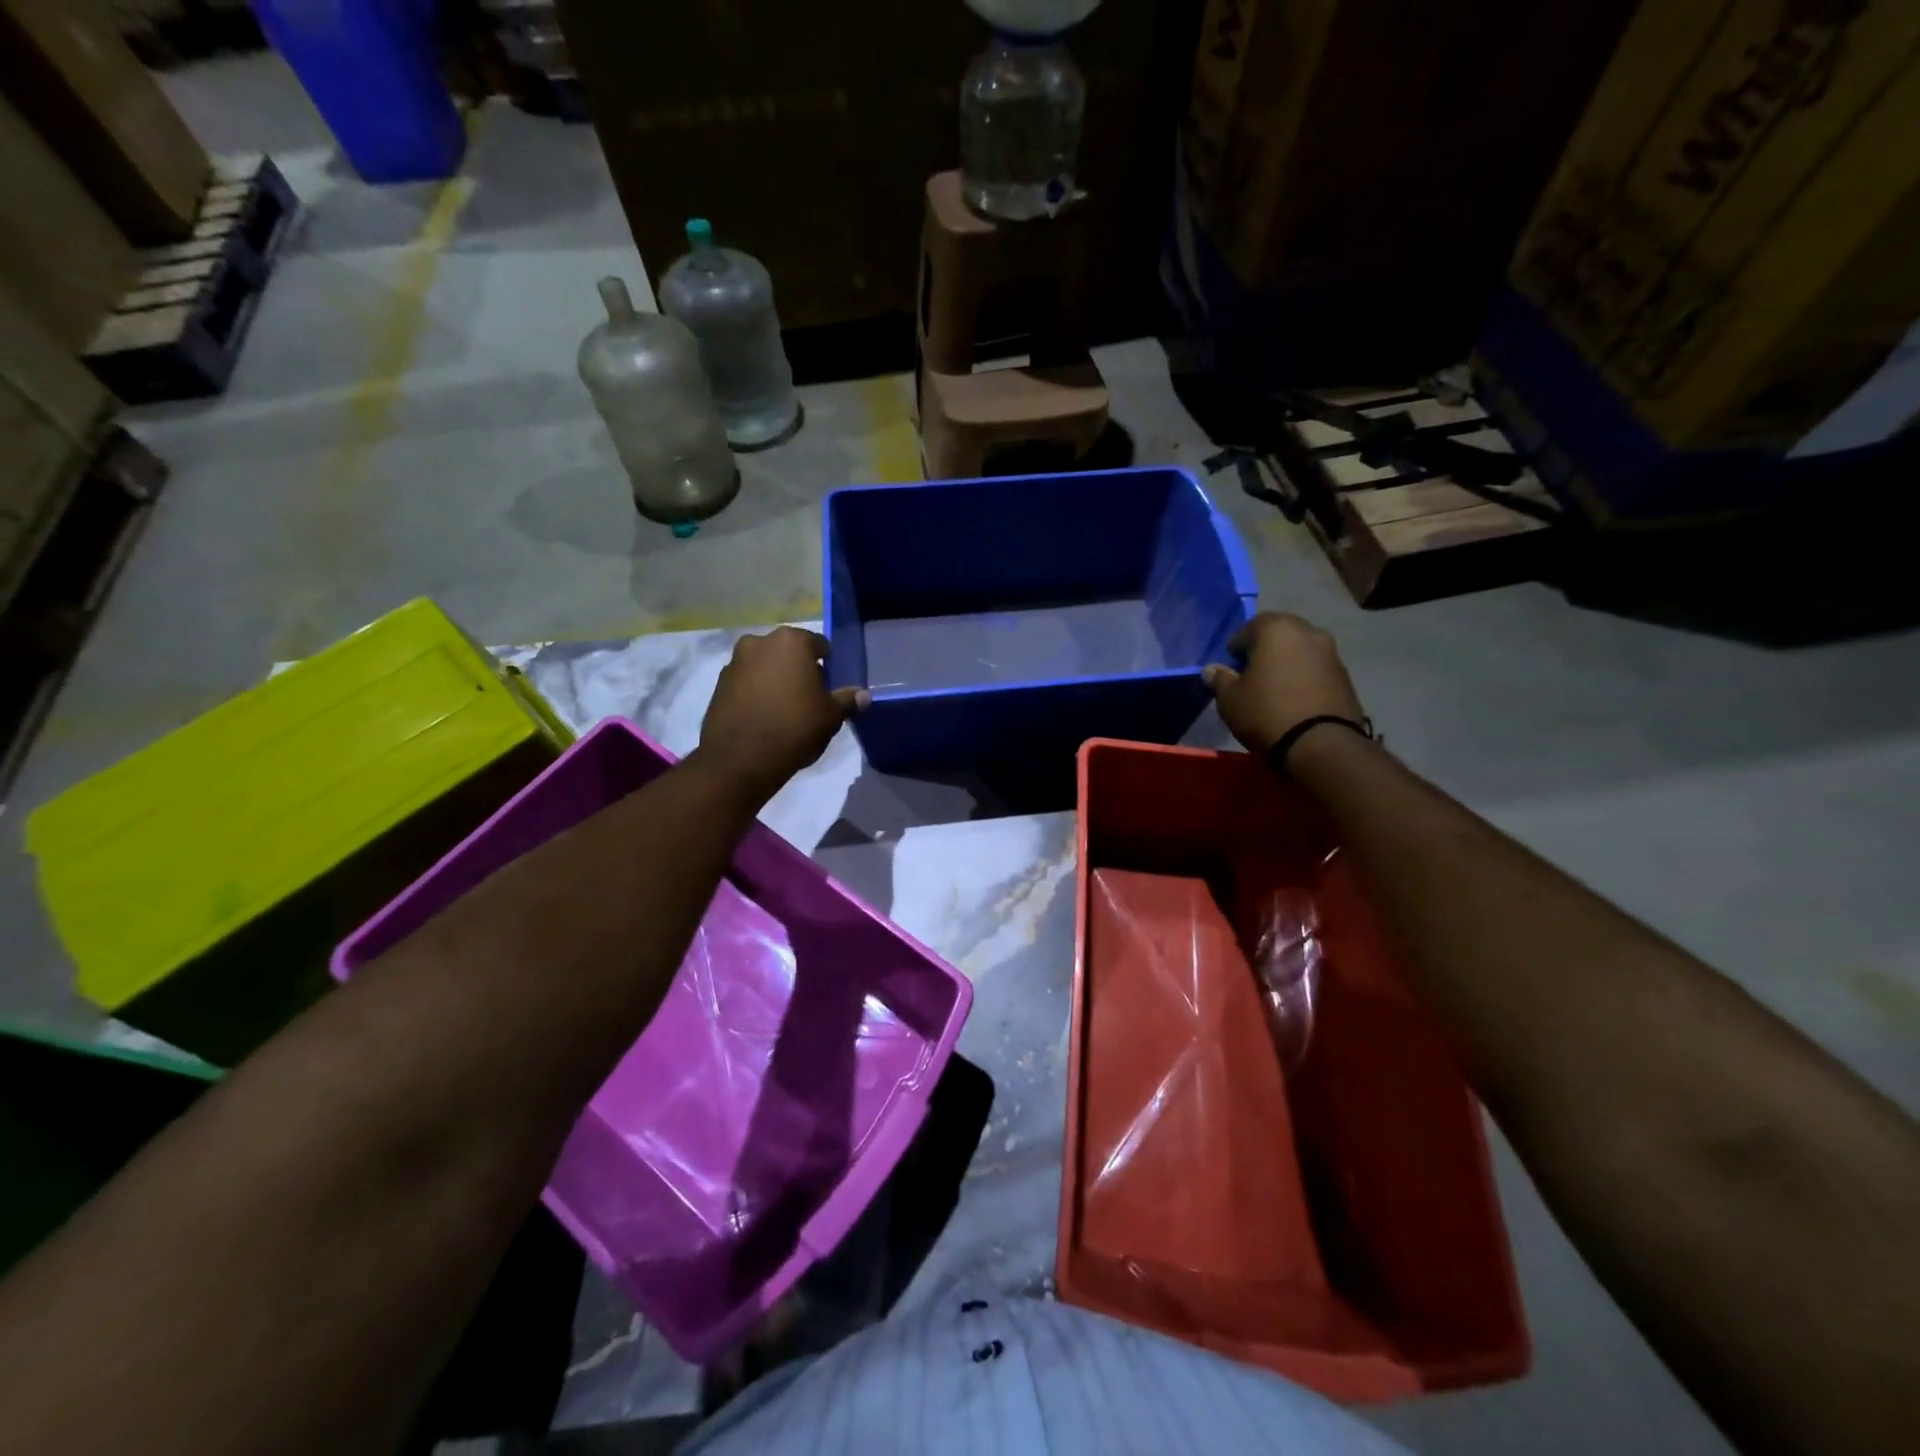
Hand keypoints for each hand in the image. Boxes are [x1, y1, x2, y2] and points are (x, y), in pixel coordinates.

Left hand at [696, 627, 867, 800]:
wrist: (740, 759)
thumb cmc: (794, 727)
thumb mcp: (830, 716)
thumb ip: (847, 700)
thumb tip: (863, 695)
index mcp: (791, 641)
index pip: (818, 644)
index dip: (827, 664)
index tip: (830, 685)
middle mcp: (759, 642)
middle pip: (788, 652)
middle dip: (798, 669)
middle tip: (809, 697)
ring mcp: (735, 662)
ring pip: (765, 666)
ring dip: (775, 679)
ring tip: (785, 709)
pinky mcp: (718, 685)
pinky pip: (746, 683)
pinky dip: (756, 692)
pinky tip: (764, 716)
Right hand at [1203, 613, 1365, 753]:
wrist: (1321, 743)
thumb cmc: (1266, 712)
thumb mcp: (1230, 699)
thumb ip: (1220, 679)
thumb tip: (1212, 670)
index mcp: (1276, 629)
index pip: (1249, 628)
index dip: (1236, 648)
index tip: (1230, 668)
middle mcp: (1308, 632)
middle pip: (1279, 634)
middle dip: (1264, 650)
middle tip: (1252, 674)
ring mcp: (1331, 652)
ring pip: (1300, 650)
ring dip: (1287, 662)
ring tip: (1274, 688)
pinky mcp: (1346, 675)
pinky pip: (1316, 669)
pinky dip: (1304, 676)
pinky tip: (1295, 698)